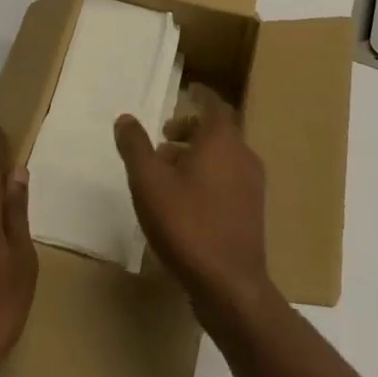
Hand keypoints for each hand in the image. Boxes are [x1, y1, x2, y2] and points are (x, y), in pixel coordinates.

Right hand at [114, 84, 272, 314]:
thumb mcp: (149, 182)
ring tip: (168, 171)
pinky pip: (228, 180)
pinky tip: (186, 201)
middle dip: (191, 128)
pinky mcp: (252, 213)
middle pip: (218, 130)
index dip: (199, 95)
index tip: (187, 90)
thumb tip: (125, 118)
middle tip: (163, 136)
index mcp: (222, 139)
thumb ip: (135, 146)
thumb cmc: (187, 223)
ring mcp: (252, 185)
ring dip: (197, 155)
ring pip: (223, 157)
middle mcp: (242, 155)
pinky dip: (208, 177)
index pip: (213, 103)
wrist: (230, 286)